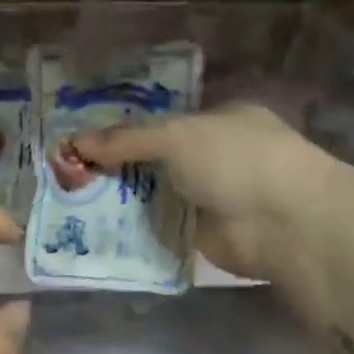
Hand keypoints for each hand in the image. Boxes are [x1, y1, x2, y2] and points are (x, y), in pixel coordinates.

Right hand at [71, 105, 351, 326]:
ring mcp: (212, 196)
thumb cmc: (236, 161)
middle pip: (155, 159)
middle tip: (69, 174)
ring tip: (72, 201)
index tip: (83, 142)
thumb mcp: (176, 137)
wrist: (284, 224)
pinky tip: (98, 229)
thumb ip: (126, 140)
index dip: (124, 131)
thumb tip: (73, 142)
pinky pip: (160, 226)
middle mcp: (216, 155)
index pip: (162, 122)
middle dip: (117, 166)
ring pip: (155, 194)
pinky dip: (136, 229)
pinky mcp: (204, 233)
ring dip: (122, 199)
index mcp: (219, 119)